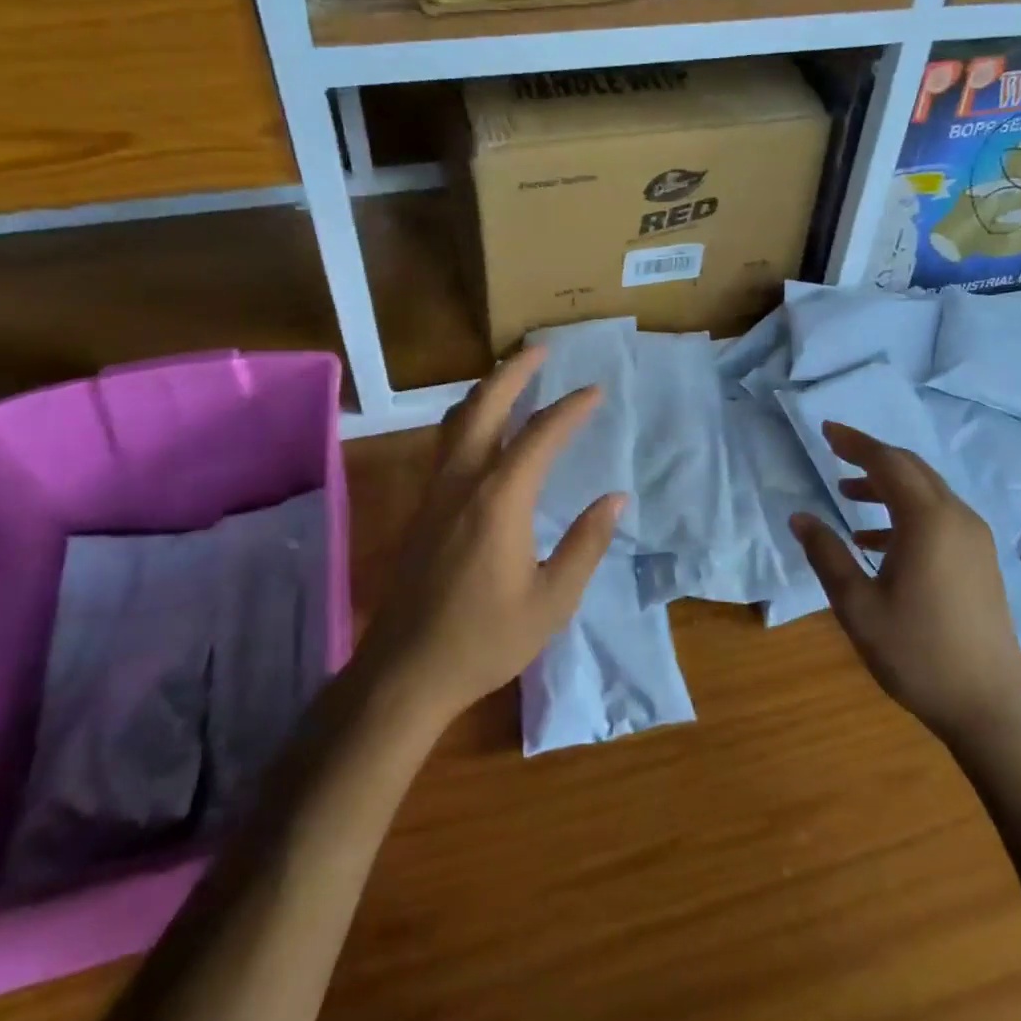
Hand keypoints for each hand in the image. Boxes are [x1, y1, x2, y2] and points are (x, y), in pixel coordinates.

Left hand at [361, 346, 624, 725]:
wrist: (405, 671)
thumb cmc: (485, 639)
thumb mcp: (552, 600)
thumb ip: (585, 544)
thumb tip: (614, 498)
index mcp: (499, 500)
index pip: (540, 436)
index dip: (570, 408)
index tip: (595, 390)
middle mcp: (462, 482)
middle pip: (484, 407)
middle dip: (514, 373)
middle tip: (540, 350)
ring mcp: (434, 493)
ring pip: (456, 422)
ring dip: (486, 391)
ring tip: (511, 377)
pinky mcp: (421, 510)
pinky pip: (445, 445)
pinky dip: (468, 419)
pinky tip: (481, 431)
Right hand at [791, 421, 1020, 748]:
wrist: (989, 706)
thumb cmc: (917, 653)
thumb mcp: (858, 606)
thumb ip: (826, 555)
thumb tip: (799, 516)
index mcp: (928, 521)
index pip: (887, 463)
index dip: (854, 443)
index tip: (826, 430)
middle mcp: (957, 518)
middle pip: (912, 469)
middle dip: (872, 457)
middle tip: (834, 453)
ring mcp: (975, 539)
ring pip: (927, 492)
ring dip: (887, 486)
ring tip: (847, 495)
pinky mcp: (981, 560)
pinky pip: (939, 516)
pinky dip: (906, 513)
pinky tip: (876, 541)